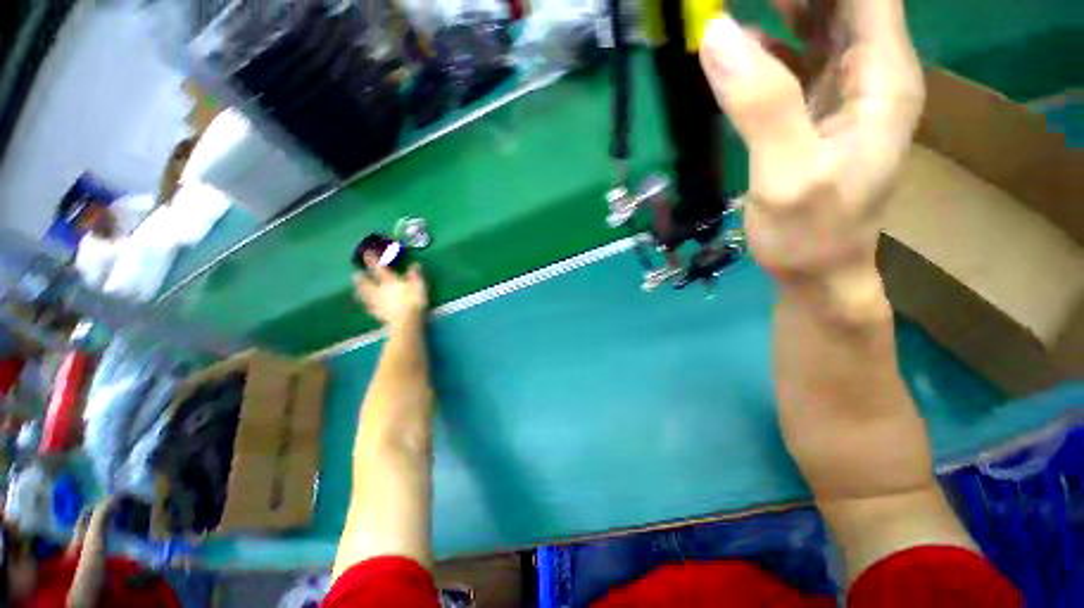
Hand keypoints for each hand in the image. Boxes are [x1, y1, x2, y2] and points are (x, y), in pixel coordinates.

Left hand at [354, 255, 427, 327]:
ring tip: (355, 290)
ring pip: (366, 296)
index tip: (366, 253)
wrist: (406, 321)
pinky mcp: (379, 314)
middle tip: (355, 274)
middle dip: (361, 278)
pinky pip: (371, 309)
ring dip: (360, 292)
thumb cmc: (413, 301)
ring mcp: (378, 303)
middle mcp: (380, 290)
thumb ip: (415, 274)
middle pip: (367, 283)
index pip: (379, 268)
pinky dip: (367, 306)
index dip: (372, 260)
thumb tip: (415, 264)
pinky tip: (366, 306)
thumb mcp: (418, 285)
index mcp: (389, 281)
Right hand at [700, 2, 922, 296]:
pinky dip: (767, 3)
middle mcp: (875, 58)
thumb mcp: (792, 184)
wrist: (824, 271)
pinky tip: (729, 13)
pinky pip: (799, 16)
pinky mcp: (825, 73)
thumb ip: (765, 107)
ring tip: (724, 2)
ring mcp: (851, 63)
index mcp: (884, 73)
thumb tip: (716, 28)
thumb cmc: (817, 238)